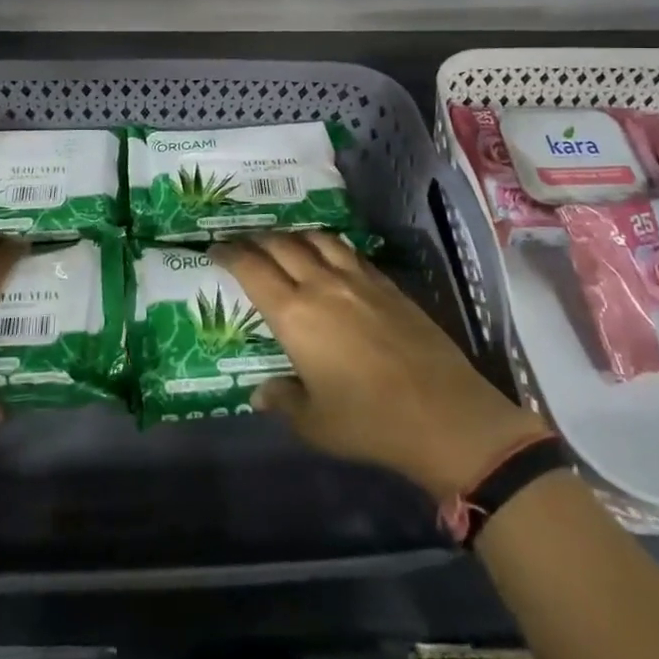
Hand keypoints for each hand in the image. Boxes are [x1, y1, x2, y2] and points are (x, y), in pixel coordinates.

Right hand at [214, 231, 545, 501]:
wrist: (444, 415)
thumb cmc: (370, 423)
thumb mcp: (315, 423)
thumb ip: (283, 401)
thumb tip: (261, 392)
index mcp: (294, 315)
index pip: (252, 269)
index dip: (229, 253)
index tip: (215, 248)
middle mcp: (322, 285)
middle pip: (281, 245)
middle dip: (257, 239)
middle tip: (244, 243)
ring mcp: (358, 280)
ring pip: (317, 239)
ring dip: (294, 235)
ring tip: (285, 242)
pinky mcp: (387, 284)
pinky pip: (349, 251)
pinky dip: (329, 246)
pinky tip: (330, 257)